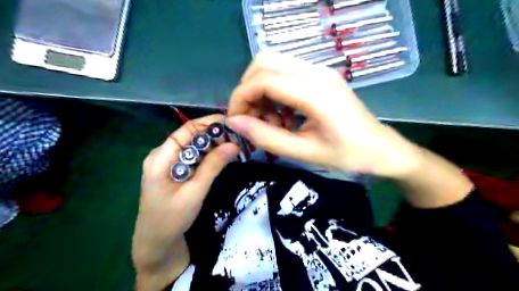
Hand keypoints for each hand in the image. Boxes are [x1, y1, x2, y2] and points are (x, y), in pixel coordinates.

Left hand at [132, 113, 239, 288]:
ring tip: (234, 145)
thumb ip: (213, 166)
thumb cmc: (172, 219)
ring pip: (193, 146)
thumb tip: (234, 144)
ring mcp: (167, 163)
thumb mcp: (195, 192)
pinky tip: (221, 156)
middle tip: (238, 138)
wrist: (156, 243)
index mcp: (161, 157)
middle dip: (214, 134)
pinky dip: (208, 155)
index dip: (210, 123)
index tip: (233, 124)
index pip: (187, 129)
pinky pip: (193, 157)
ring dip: (213, 144)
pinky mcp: (174, 171)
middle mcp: (162, 154)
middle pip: (191, 136)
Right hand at [228, 51, 420, 178]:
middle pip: (264, 62)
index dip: (241, 97)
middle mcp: (316, 72)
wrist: (381, 149)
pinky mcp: (320, 76)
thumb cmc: (348, 156)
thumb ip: (267, 137)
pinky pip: (285, 74)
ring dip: (260, 90)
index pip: (263, 79)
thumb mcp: (304, 153)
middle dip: (248, 89)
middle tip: (252, 119)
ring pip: (272, 65)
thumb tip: (234, 123)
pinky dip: (273, 92)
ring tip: (271, 121)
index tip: (236, 121)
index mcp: (315, 92)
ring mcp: (319, 71)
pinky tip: (283, 116)